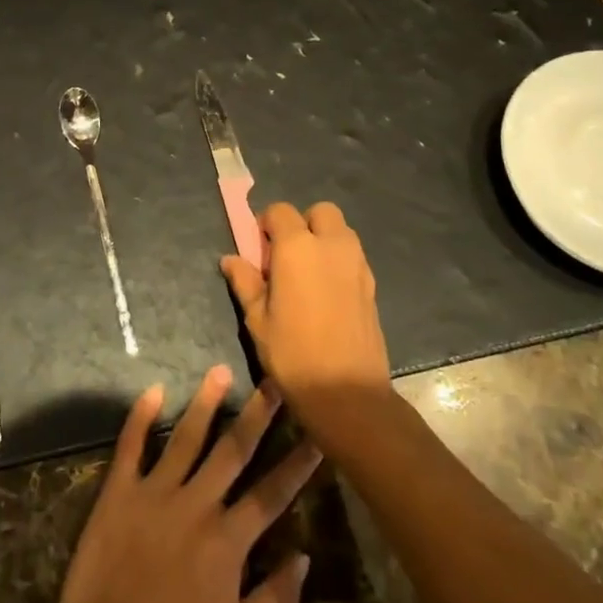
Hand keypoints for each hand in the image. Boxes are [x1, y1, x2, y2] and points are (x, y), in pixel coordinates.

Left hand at [49, 366, 319, 602]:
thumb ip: (276, 600)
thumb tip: (305, 558)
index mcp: (228, 540)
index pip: (272, 493)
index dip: (297, 464)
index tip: (318, 434)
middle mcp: (196, 504)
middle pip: (233, 451)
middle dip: (257, 415)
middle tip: (274, 382)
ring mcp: (155, 492)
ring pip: (186, 438)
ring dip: (205, 403)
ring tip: (220, 370)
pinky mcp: (118, 491)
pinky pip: (130, 446)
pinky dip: (140, 416)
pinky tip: (153, 390)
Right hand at [220, 201, 391, 433]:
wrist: (347, 392)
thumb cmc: (293, 353)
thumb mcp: (257, 319)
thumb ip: (245, 282)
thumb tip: (231, 259)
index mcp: (298, 247)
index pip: (280, 211)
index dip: (266, 224)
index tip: (259, 250)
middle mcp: (332, 245)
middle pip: (320, 211)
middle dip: (302, 223)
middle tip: (286, 256)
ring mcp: (357, 264)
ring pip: (341, 231)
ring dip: (323, 239)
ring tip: (307, 275)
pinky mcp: (372, 284)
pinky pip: (353, 256)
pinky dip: (338, 261)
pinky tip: (326, 294)